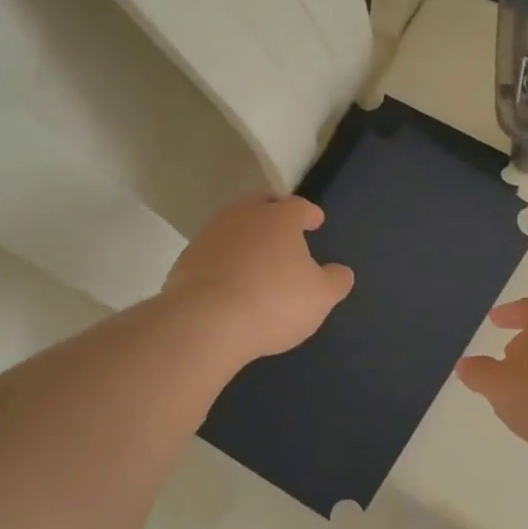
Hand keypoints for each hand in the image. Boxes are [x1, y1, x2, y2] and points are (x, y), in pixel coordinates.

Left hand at [163, 195, 353, 362]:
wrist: (206, 322)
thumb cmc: (274, 302)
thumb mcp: (320, 297)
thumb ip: (335, 281)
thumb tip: (341, 272)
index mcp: (279, 218)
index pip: (298, 206)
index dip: (309, 213)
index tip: (315, 221)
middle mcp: (243, 216)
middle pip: (261, 207)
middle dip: (274, 216)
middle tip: (284, 232)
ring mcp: (210, 235)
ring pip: (234, 227)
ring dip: (246, 238)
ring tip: (257, 258)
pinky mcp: (186, 260)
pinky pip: (213, 252)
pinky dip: (225, 260)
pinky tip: (230, 281)